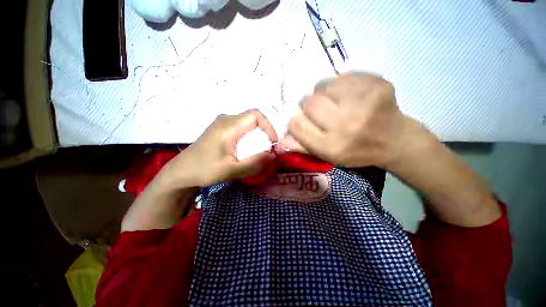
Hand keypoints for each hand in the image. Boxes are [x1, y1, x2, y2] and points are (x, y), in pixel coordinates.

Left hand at [158, 109, 277, 187]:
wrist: (182, 171)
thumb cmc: (205, 170)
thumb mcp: (232, 170)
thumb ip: (255, 162)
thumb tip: (274, 155)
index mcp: (228, 127)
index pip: (256, 115)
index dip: (269, 126)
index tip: (272, 143)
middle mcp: (226, 119)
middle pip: (253, 118)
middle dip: (264, 133)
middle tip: (266, 150)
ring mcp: (222, 122)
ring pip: (248, 122)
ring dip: (257, 135)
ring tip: (257, 151)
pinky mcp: (220, 127)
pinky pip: (241, 126)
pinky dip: (249, 136)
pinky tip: (245, 149)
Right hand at [281, 72, 411, 167]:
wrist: (394, 140)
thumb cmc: (356, 151)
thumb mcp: (327, 156)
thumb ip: (303, 147)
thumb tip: (280, 141)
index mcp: (331, 145)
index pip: (296, 124)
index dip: (297, 122)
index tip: (305, 122)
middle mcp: (345, 124)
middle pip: (308, 103)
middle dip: (309, 107)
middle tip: (322, 112)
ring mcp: (363, 101)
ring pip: (323, 85)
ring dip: (323, 94)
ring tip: (335, 102)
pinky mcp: (376, 84)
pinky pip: (343, 76)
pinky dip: (340, 85)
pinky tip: (350, 96)